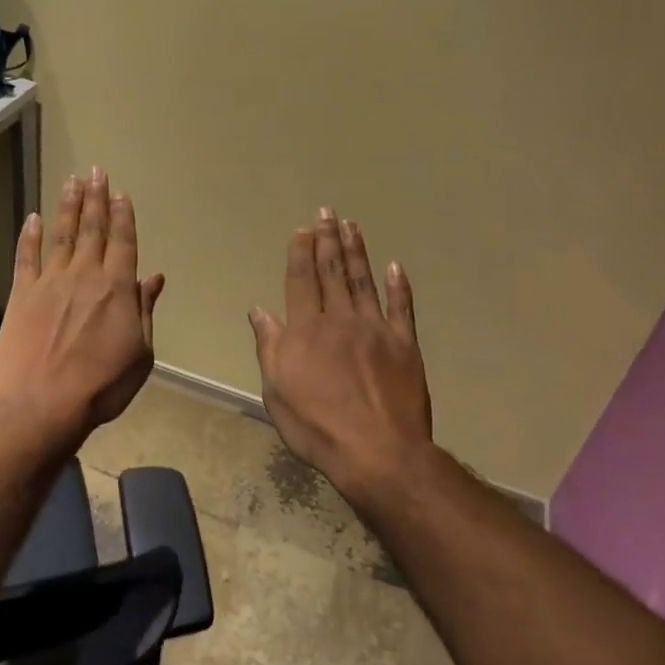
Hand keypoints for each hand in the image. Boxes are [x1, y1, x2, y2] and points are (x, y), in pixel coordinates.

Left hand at [0, 167, 163, 451]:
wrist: (43, 403)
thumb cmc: (102, 384)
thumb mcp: (140, 353)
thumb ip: (144, 310)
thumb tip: (154, 278)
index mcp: (117, 288)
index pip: (123, 242)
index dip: (122, 215)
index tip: (120, 193)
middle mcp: (84, 275)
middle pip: (93, 229)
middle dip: (95, 199)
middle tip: (95, 171)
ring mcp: (50, 281)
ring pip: (62, 235)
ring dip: (68, 207)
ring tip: (72, 181)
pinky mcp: (22, 294)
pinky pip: (26, 257)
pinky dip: (30, 236)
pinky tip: (33, 218)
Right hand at [250, 209, 432, 494]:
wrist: (378, 452)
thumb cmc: (317, 426)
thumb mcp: (277, 391)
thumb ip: (270, 346)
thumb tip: (259, 310)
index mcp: (306, 330)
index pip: (301, 280)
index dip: (301, 252)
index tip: (303, 229)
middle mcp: (340, 319)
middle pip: (332, 272)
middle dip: (327, 240)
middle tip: (327, 212)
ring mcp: (375, 329)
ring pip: (364, 281)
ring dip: (357, 251)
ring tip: (352, 226)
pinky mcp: (405, 344)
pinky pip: (401, 308)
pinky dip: (398, 286)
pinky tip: (395, 266)